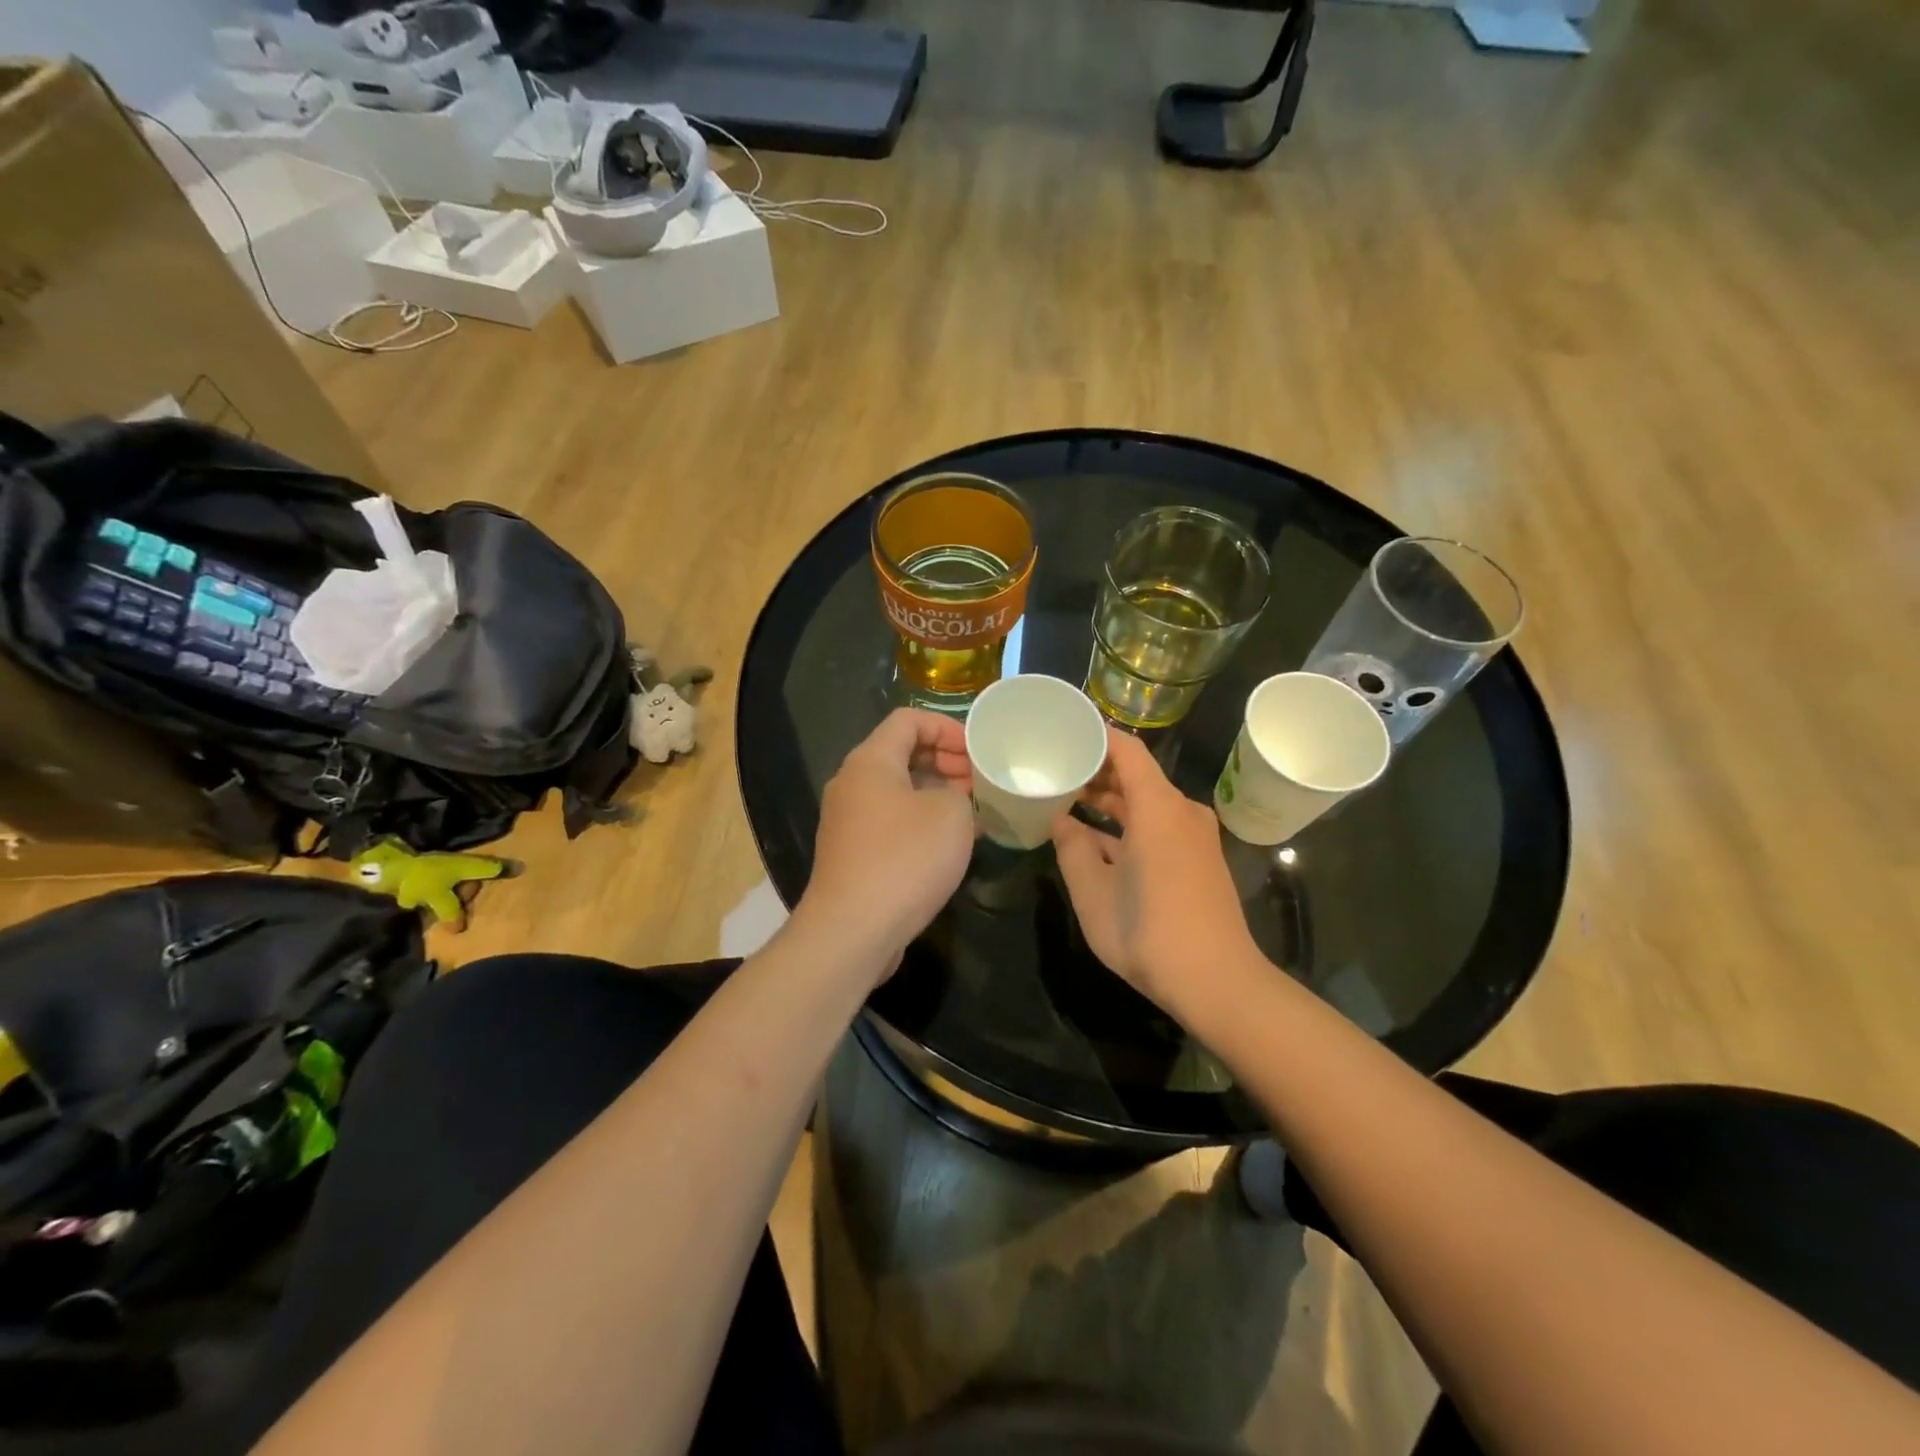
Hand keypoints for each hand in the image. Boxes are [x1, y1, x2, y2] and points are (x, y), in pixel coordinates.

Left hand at [800, 709, 976, 968]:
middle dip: (946, 761)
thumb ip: (959, 792)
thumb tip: (951, 799)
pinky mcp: (853, 853)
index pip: (908, 719)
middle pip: (902, 753)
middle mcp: (852, 784)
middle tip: (980, 781)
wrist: (853, 930)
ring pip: (899, 791)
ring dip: (937, 794)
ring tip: (975, 812)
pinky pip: (892, 822)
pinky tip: (951, 844)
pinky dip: (922, 822)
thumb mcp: (951, 814)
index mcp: (870, 761)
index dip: (947, 726)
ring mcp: (849, 821)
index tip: (978, 750)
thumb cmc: (905, 859)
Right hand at [1052, 728, 1255, 1009]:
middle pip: (1137, 774)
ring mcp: (1195, 836)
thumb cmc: (1149, 933)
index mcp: (1158, 808)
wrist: (1218, 982)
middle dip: (1096, 770)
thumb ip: (1072, 849)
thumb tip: (1061, 822)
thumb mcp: (1093, 893)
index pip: (1127, 749)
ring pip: (1147, 802)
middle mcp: (1182, 811)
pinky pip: (1159, 824)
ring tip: (1068, 800)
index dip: (1095, 735)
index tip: (1063, 731)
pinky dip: (1129, 824)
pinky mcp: (1199, 858)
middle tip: (1055, 769)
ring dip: (1111, 800)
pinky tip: (1098, 838)